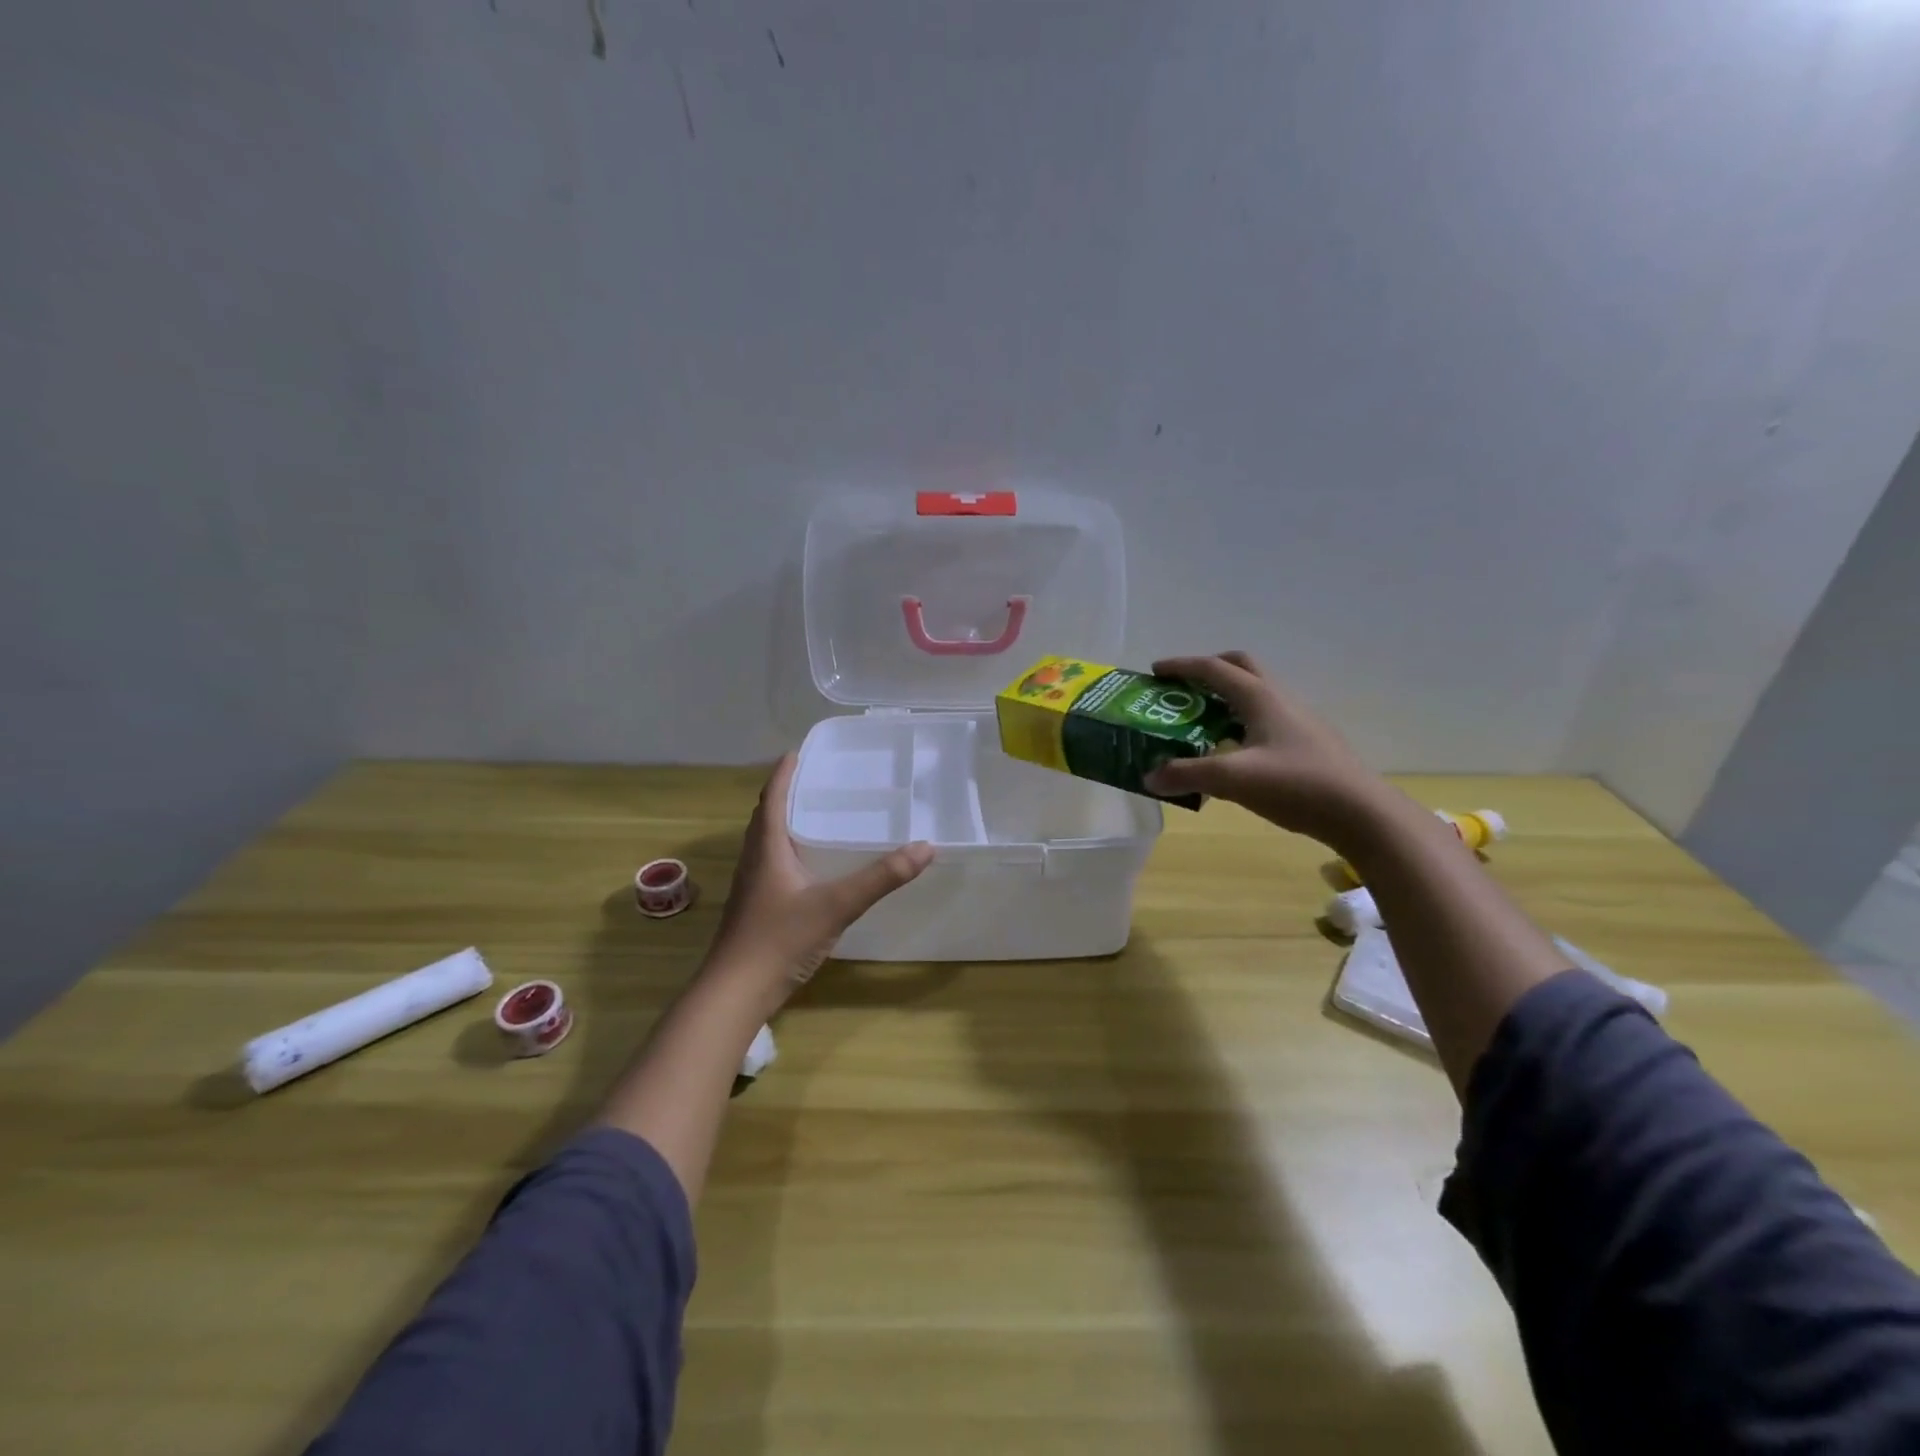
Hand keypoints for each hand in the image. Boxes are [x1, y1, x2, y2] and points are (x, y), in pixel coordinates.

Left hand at [703, 754, 934, 1017]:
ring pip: (766, 842)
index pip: (772, 797)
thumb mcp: (837, 905)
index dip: (783, 773)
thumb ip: (881, 877)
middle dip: (786, 794)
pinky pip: (771, 864)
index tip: (797, 751)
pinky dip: (787, 850)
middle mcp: (755, 860)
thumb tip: (925, 847)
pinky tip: (809, 866)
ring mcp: (752, 886)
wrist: (735, 992)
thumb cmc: (780, 939)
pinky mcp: (755, 907)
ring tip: (814, 814)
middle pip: (765, 816)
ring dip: (784, 822)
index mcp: (767, 848)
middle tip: (815, 780)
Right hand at [1142, 652, 1394, 849]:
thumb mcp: (1232, 780)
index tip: (1155, 672)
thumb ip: (1187, 774)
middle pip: (1241, 667)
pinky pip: (1266, 719)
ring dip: (1225, 698)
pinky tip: (1233, 752)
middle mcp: (1280, 699)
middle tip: (1183, 689)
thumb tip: (1149, 777)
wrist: (1361, 814)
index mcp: (1260, 697)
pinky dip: (1241, 723)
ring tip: (1200, 723)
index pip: (1214, 668)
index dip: (1181, 666)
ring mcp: (1298, 721)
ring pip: (1256, 694)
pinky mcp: (1308, 743)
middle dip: (1209, 670)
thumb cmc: (1296, 785)